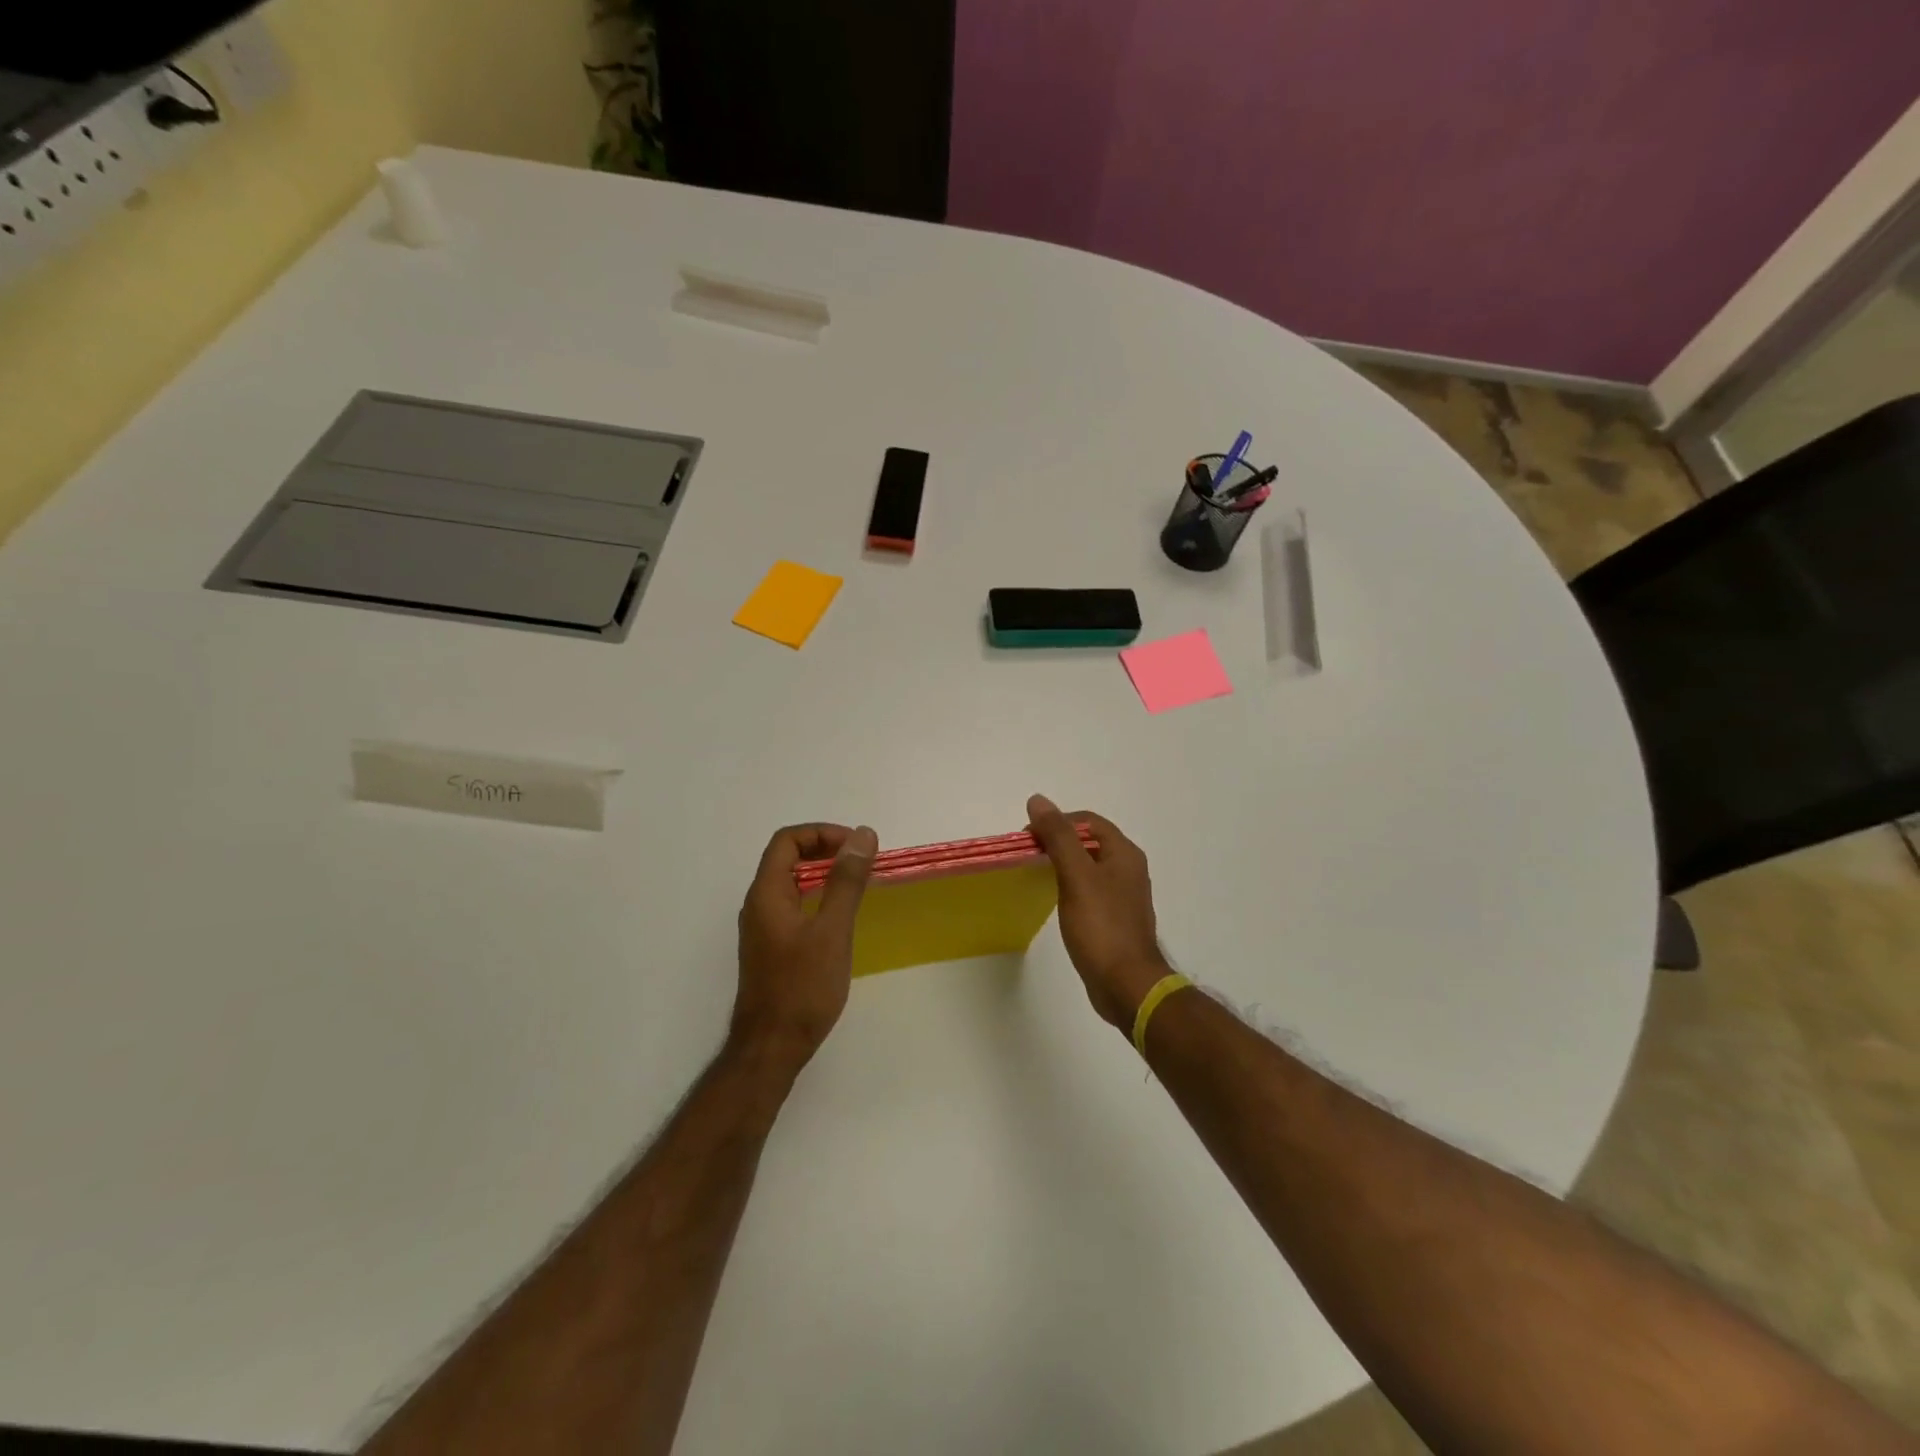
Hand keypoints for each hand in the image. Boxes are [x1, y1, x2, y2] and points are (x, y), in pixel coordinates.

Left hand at [733, 822, 877, 1072]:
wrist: (772, 1048)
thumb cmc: (802, 987)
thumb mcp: (832, 930)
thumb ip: (846, 881)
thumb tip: (861, 835)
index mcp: (766, 893)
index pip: (787, 841)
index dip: (821, 833)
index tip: (855, 846)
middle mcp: (758, 904)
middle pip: (786, 858)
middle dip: (825, 849)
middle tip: (861, 861)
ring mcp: (762, 928)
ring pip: (790, 882)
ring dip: (822, 873)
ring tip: (857, 883)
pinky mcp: (771, 948)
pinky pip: (792, 905)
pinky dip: (817, 896)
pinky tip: (840, 916)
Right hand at [1026, 795, 1171, 1031]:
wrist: (1127, 985)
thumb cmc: (1101, 926)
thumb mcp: (1076, 876)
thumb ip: (1058, 837)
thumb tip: (1038, 800)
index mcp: (1124, 853)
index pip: (1087, 821)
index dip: (1057, 821)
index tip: (1028, 837)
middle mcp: (1128, 868)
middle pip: (1088, 841)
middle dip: (1057, 841)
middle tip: (1028, 854)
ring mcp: (1123, 895)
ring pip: (1088, 866)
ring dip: (1063, 863)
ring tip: (1036, 874)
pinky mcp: (1115, 918)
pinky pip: (1090, 889)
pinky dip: (1070, 885)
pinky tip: (1055, 899)